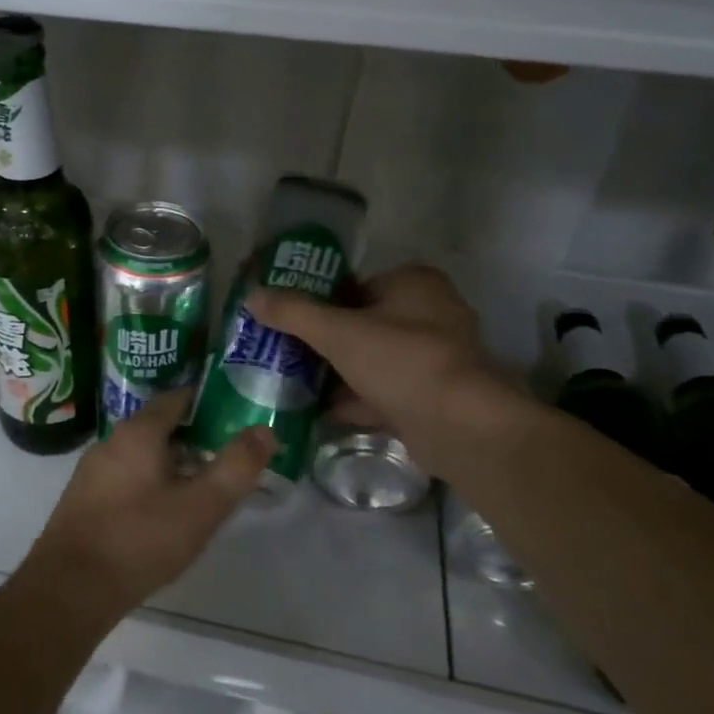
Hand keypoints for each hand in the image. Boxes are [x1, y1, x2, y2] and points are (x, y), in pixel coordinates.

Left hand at [26, 390, 273, 619]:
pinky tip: (162, 511)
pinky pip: (124, 477)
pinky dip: (148, 481)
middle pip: (158, 426)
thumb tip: (265, 430)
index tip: (233, 412)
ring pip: (140, 454)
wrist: (70, 588)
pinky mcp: (82, 500)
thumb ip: (236, 467)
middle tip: (224, 453)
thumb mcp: (201, 506)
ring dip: (170, 461)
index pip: (176, 398)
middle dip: (192, 435)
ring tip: (200, 484)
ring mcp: (91, 471)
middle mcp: (110, 442)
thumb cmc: (140, 539)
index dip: (207, 401)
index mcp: (138, 432)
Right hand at [247, 264, 517, 459]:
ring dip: (339, 372)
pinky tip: (323, 411)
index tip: (287, 319)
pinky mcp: (435, 396)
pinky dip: (358, 399)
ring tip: (295, 382)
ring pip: (373, 359)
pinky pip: (386, 391)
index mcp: (414, 284)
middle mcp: (431, 313)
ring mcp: (436, 357)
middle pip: (362, 323)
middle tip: (285, 352)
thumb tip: (251, 294)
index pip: (355, 284)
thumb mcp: (338, 332)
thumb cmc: (402, 362)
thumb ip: (293, 313)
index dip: (318, 299)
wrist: (462, 429)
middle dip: (325, 341)